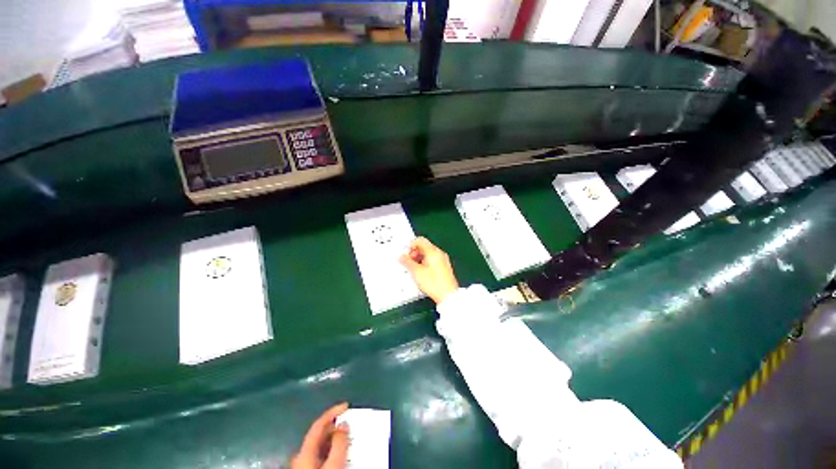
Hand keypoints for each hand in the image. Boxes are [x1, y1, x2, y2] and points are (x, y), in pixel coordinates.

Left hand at [290, 403, 349, 468]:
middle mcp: (301, 457)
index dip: (332, 411)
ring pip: (322, 448)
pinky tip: (343, 456)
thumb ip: (340, 443)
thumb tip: (344, 424)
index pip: (318, 424)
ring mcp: (304, 467)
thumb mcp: (334, 465)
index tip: (347, 405)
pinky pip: (322, 458)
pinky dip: (333, 453)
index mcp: (304, 452)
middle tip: (352, 425)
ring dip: (336, 441)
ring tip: (351, 440)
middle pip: (320, 436)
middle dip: (337, 428)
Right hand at [400, 237, 459, 303]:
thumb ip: (407, 262)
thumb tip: (401, 256)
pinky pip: (432, 260)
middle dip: (414, 253)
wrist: (448, 295)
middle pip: (424, 246)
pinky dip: (425, 263)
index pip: (420, 240)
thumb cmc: (433, 283)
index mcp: (433, 251)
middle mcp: (439, 253)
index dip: (410, 246)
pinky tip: (421, 273)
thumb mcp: (416, 272)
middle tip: (408, 263)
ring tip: (414, 269)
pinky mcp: (444, 267)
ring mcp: (442, 260)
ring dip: (419, 258)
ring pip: (427, 253)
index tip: (406, 255)